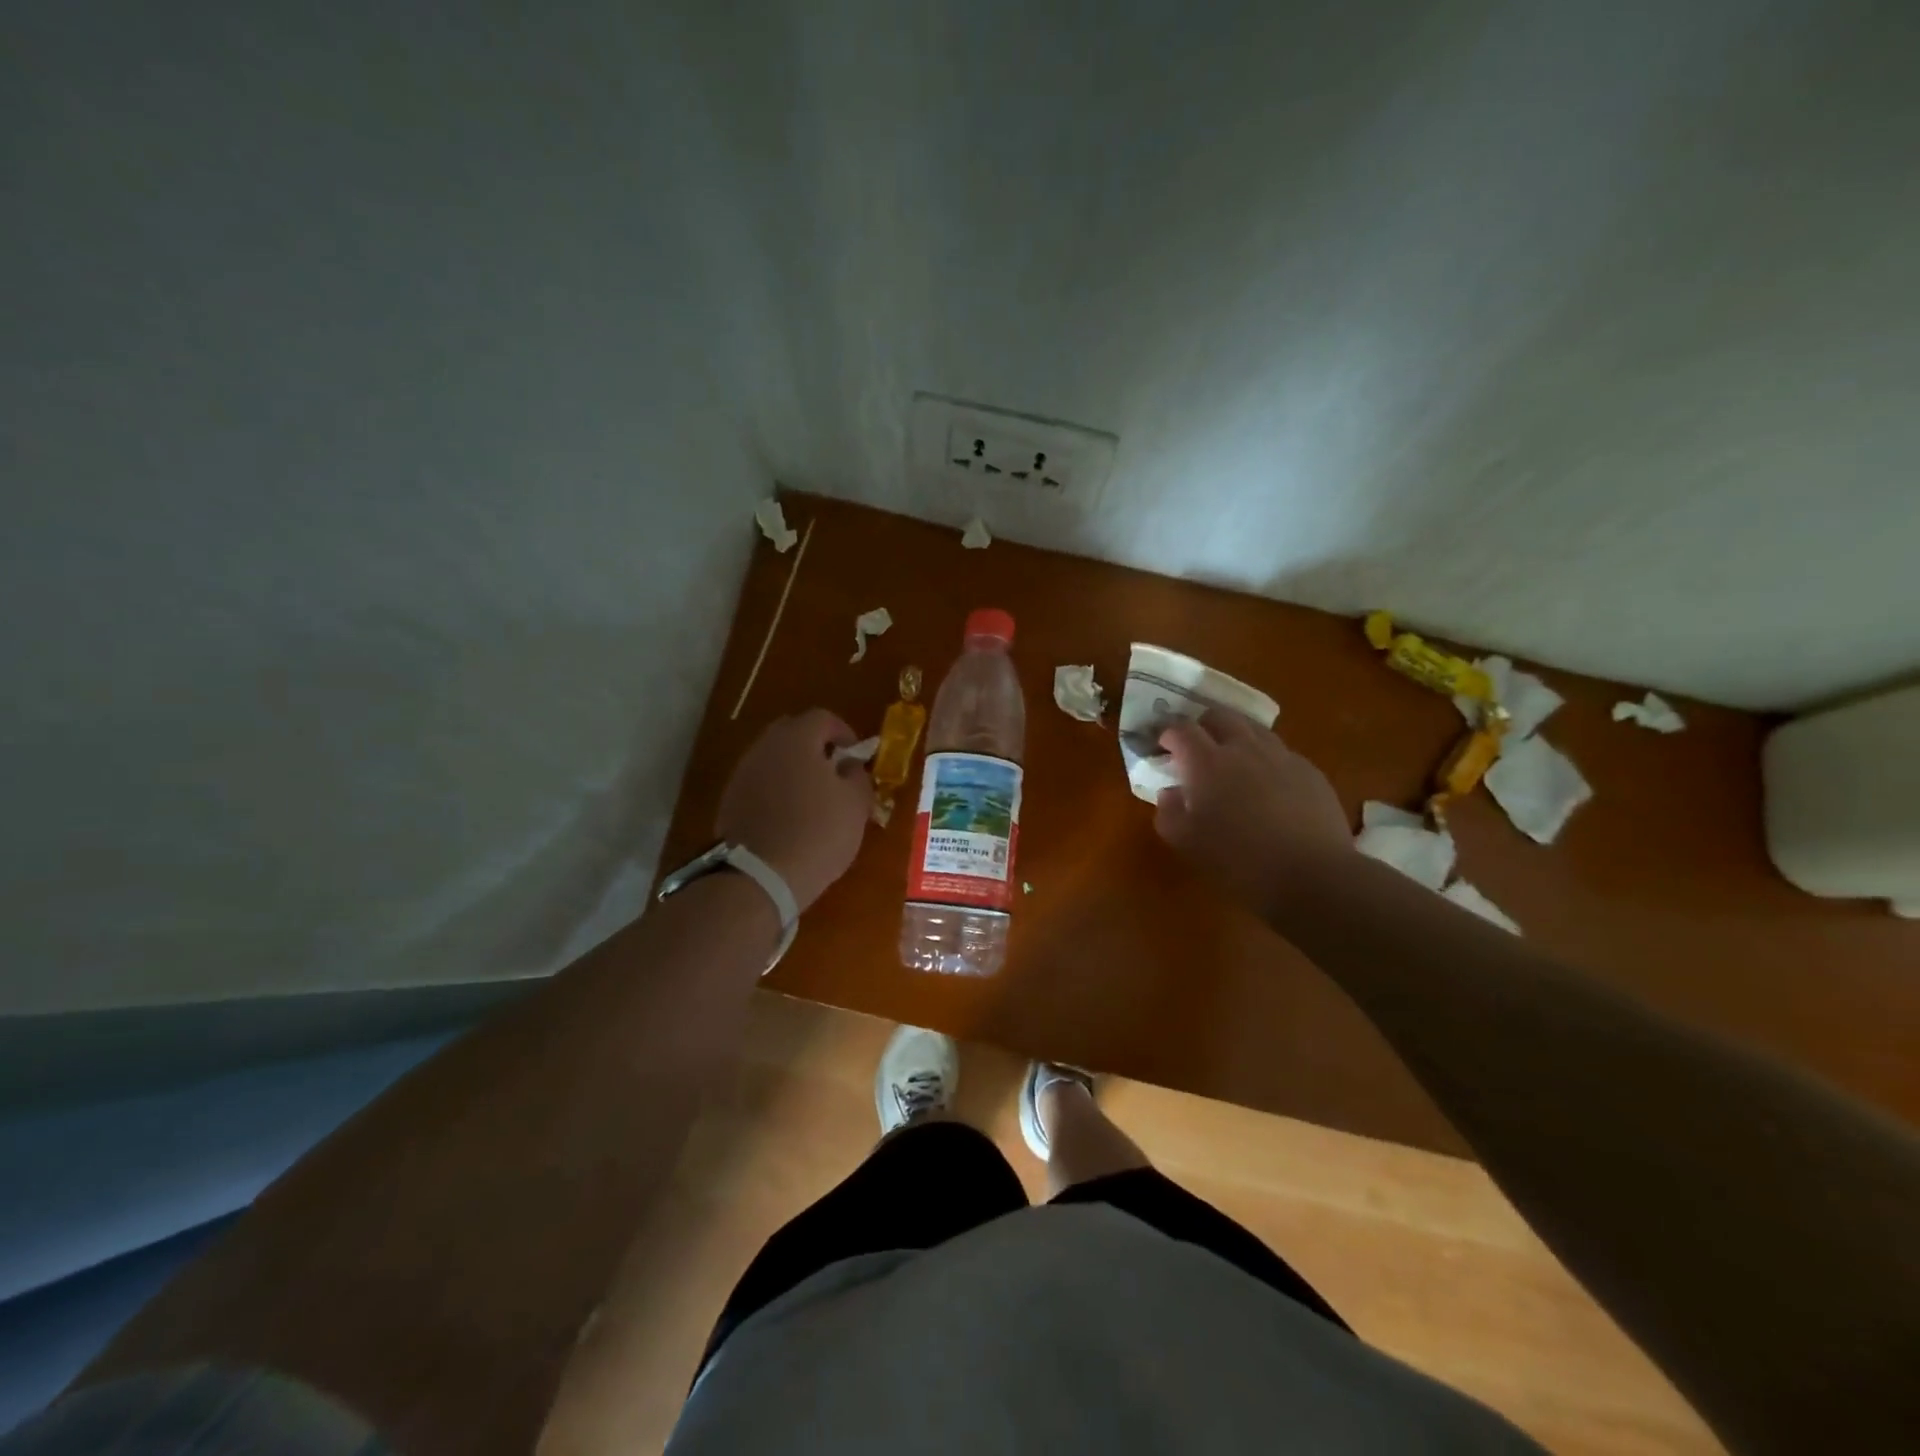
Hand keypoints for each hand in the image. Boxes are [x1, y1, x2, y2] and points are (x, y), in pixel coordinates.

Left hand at [716, 709, 871, 912]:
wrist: (761, 875)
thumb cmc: (818, 833)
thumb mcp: (855, 804)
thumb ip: (857, 776)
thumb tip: (849, 766)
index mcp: (797, 739)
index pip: (823, 718)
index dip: (844, 732)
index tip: (856, 755)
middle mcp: (764, 747)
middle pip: (793, 733)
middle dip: (815, 746)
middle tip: (834, 770)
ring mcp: (742, 773)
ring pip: (773, 759)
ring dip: (793, 769)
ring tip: (812, 797)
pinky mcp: (730, 800)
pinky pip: (760, 783)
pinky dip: (776, 791)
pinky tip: (789, 817)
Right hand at [1154, 708, 1350, 915]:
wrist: (1311, 875)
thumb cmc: (1238, 860)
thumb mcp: (1186, 843)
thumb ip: (1169, 812)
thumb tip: (1169, 792)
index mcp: (1207, 762)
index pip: (1182, 729)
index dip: (1169, 734)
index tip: (1164, 747)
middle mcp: (1244, 748)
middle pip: (1220, 716)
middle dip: (1203, 725)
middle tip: (1197, 748)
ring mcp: (1281, 756)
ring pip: (1254, 729)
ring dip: (1237, 737)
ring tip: (1234, 763)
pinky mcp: (1310, 771)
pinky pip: (1281, 753)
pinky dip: (1266, 760)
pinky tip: (1269, 787)